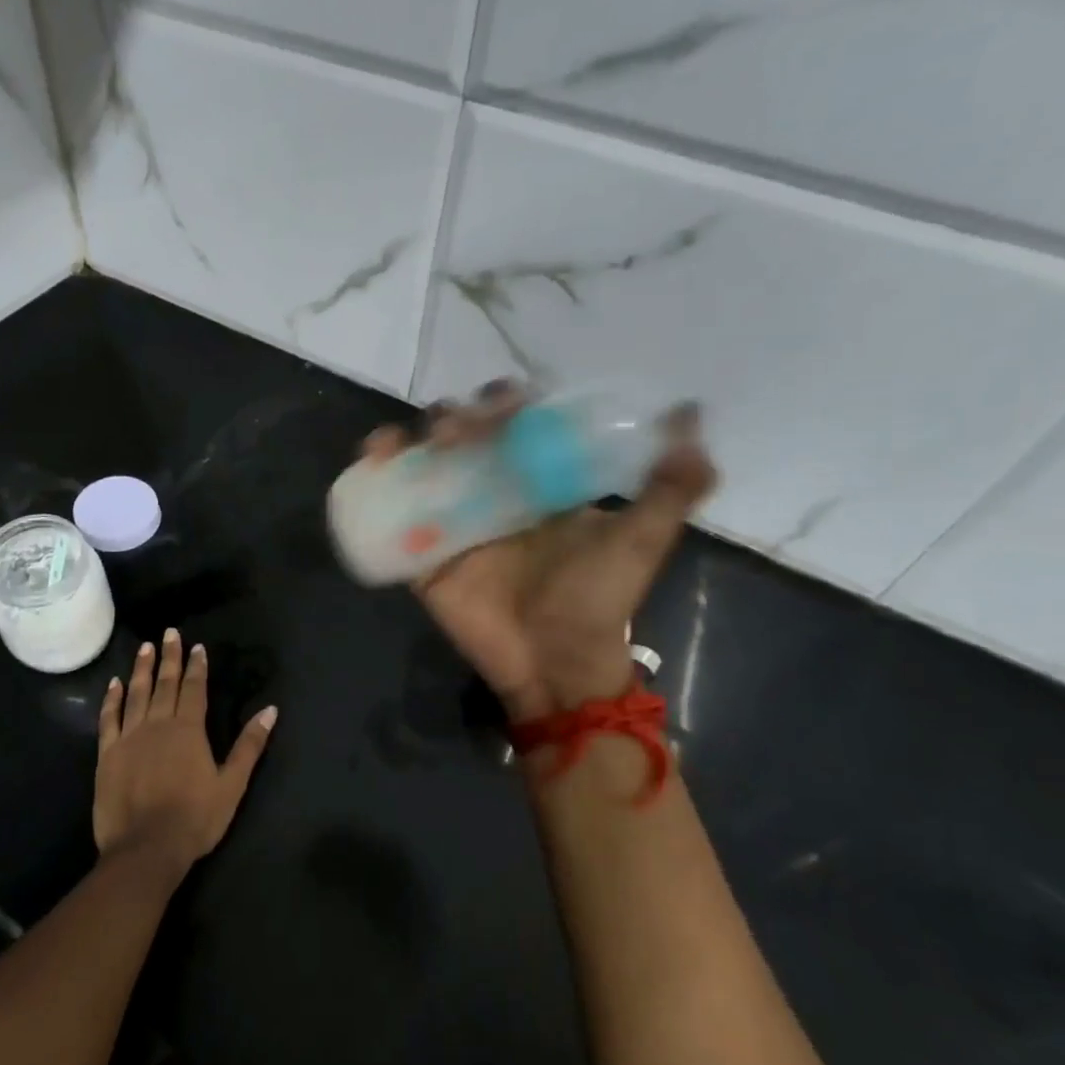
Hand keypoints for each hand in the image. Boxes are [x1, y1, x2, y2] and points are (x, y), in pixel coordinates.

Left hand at [94, 627, 277, 868]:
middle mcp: (158, 724)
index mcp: (188, 730)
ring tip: (145, 648)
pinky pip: (109, 718)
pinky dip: (112, 699)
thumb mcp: (232, 784)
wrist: (145, 849)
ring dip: (141, 669)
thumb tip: (270, 710)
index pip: (195, 689)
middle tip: (169, 633)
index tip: (197, 646)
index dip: (197, 666)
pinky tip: (114, 684)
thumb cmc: (195, 819)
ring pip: (136, 694)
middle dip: (169, 657)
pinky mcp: (108, 754)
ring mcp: (129, 737)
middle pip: (165, 684)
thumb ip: (249, 745)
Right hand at [362, 385, 716, 721]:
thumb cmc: (597, 600)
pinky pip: (393, 511)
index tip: (509, 404)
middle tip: (459, 432)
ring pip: (423, 464)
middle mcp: (491, 492)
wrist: (554, 662)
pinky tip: (373, 456)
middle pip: (462, 436)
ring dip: (410, 438)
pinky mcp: (423, 553)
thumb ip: (670, 485)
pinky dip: (377, 478)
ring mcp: (453, 520)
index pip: (516, 424)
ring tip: (404, 439)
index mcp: (537, 482)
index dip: (507, 403)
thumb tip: (690, 414)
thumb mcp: (641, 539)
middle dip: (455, 419)